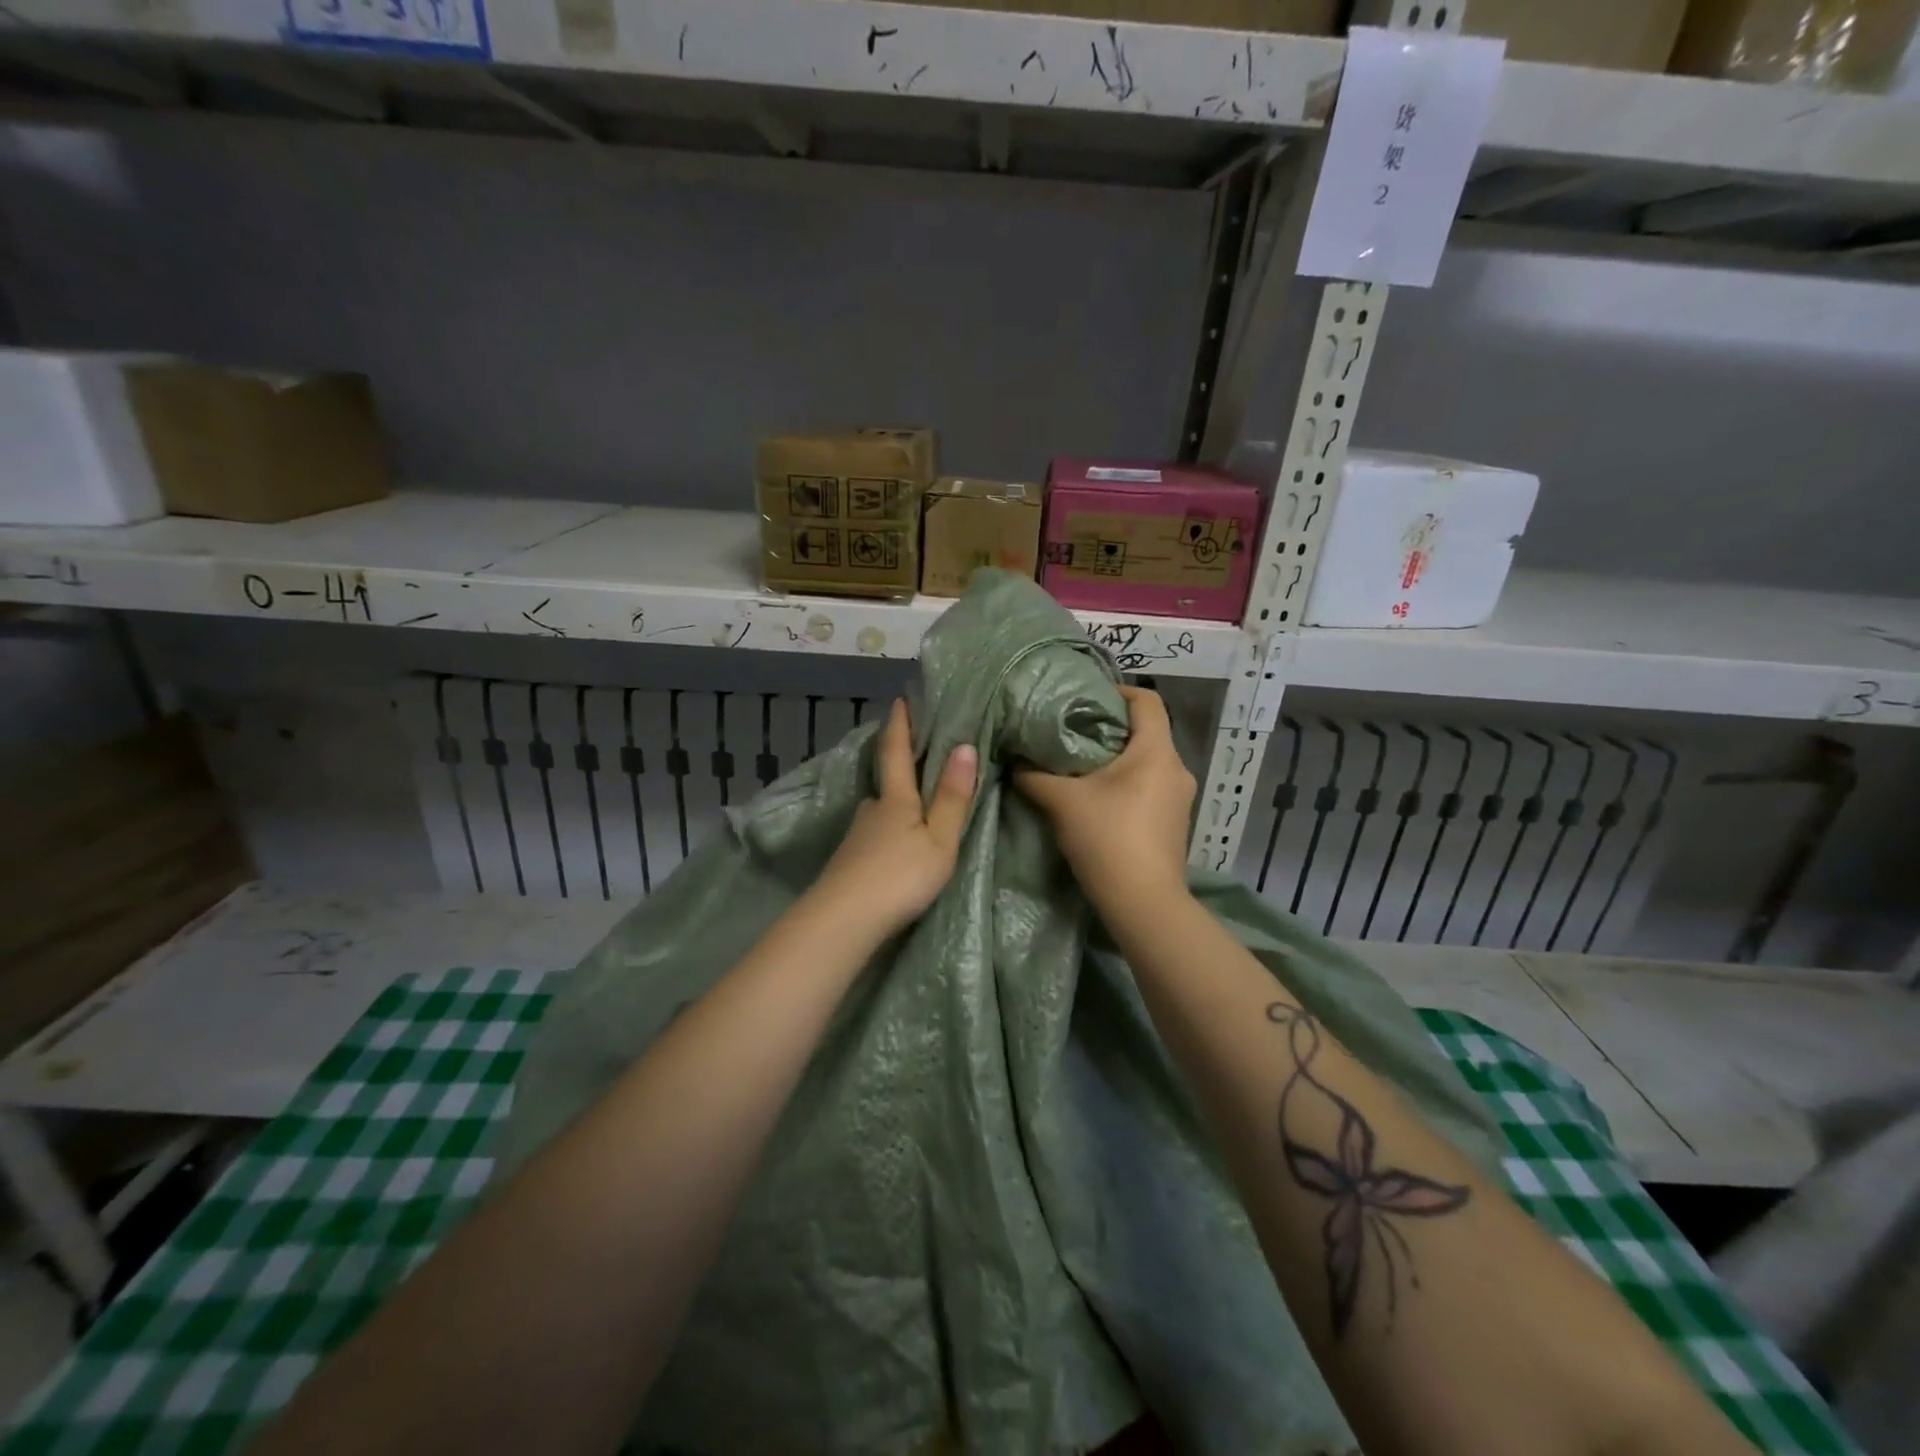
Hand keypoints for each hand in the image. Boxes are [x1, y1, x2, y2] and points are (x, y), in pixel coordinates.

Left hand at [811, 699, 977, 939]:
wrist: (843, 921)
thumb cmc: (899, 876)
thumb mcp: (939, 840)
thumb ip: (952, 798)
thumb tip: (964, 745)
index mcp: (896, 799)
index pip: (895, 751)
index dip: (899, 724)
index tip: (899, 699)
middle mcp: (871, 810)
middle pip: (886, 782)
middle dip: (898, 766)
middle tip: (917, 756)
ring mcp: (856, 837)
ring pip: (879, 811)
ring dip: (894, 803)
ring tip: (914, 806)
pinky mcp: (849, 862)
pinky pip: (874, 834)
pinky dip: (887, 830)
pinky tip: (895, 844)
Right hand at [1014, 686, 1193, 911]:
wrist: (1143, 904)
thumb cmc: (1107, 838)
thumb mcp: (1061, 801)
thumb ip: (1034, 775)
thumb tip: (1014, 760)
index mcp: (1156, 751)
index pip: (1147, 700)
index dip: (1117, 691)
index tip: (1084, 699)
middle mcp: (1177, 768)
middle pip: (1146, 731)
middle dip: (1109, 728)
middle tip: (1070, 732)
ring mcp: (1180, 797)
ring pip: (1147, 761)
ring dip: (1116, 759)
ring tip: (1079, 766)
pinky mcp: (1174, 822)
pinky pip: (1150, 786)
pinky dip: (1126, 782)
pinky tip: (1098, 798)